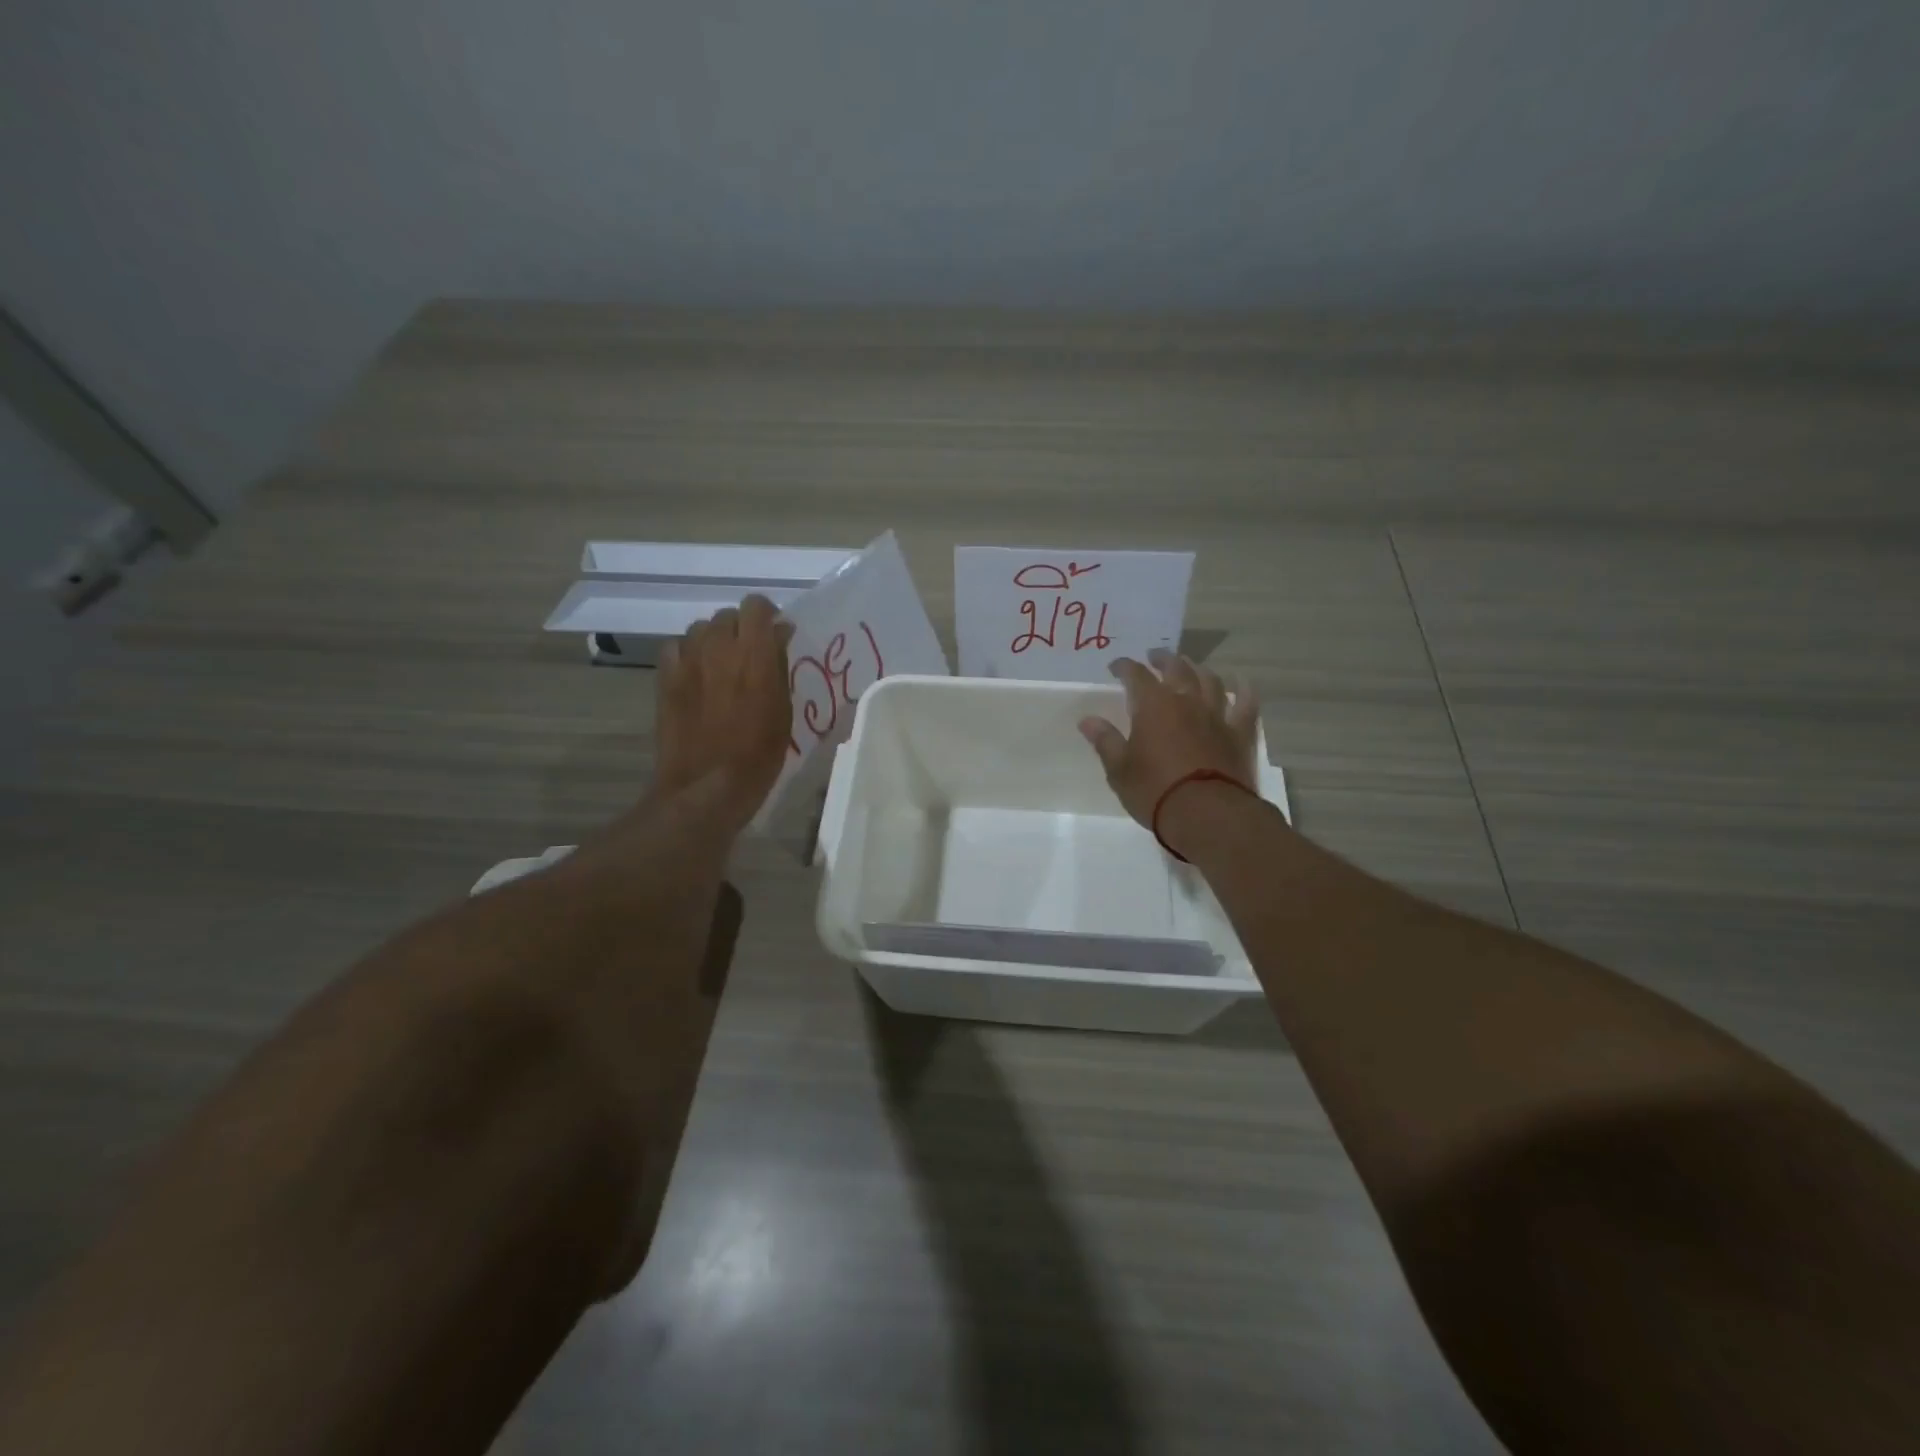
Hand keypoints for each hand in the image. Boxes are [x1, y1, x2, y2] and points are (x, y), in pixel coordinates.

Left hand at [652, 594, 795, 835]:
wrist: (706, 787)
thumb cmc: (757, 756)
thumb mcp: (783, 712)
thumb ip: (779, 666)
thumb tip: (778, 636)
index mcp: (754, 655)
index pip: (756, 606)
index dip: (767, 614)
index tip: (776, 631)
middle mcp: (718, 648)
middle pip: (728, 615)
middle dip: (742, 628)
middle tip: (751, 654)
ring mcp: (687, 662)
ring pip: (700, 628)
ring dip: (715, 639)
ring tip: (722, 664)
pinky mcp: (665, 678)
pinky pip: (676, 648)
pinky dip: (688, 653)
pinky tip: (697, 674)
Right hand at [1078, 650, 1259, 829]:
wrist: (1208, 814)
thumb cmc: (1155, 791)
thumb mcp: (1119, 770)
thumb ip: (1105, 741)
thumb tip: (1087, 720)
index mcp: (1153, 706)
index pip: (1136, 675)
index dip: (1125, 667)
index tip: (1116, 667)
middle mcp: (1186, 701)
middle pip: (1176, 668)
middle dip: (1163, 659)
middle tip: (1155, 657)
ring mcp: (1216, 715)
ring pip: (1210, 680)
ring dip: (1198, 669)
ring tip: (1191, 666)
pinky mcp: (1240, 733)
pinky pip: (1246, 703)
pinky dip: (1243, 689)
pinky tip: (1241, 683)